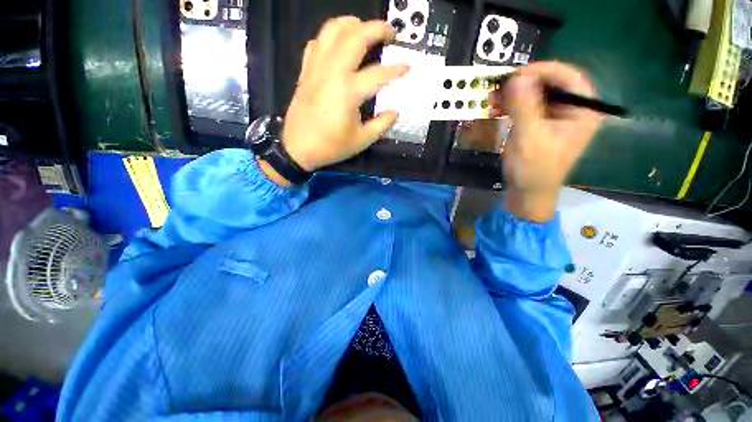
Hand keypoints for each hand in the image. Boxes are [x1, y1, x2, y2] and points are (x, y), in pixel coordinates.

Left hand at [281, 17, 408, 172]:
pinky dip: (330, 36)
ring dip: (351, 24)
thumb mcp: (361, 140)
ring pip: (332, 32)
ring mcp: (316, 67)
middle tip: (390, 33)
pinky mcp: (306, 69)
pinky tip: (341, 41)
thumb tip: (395, 110)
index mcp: (347, 91)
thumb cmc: (328, 145)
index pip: (379, 72)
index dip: (397, 68)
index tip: (407, 67)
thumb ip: (382, 123)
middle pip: (355, 37)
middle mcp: (331, 72)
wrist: (293, 148)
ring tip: (365, 28)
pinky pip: (316, 43)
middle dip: (377, 28)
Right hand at [489, 61, 602, 221]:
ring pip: (538, 82)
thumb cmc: (536, 171)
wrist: (527, 193)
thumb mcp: (531, 139)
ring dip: (514, 87)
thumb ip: (525, 106)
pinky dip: (511, 95)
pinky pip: (528, 92)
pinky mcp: (544, 112)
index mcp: (583, 114)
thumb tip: (518, 77)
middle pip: (553, 76)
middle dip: (526, 78)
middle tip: (505, 85)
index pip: (572, 77)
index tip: (521, 76)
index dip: (547, 70)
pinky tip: (496, 104)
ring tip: (495, 98)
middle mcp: (574, 107)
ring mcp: (559, 108)